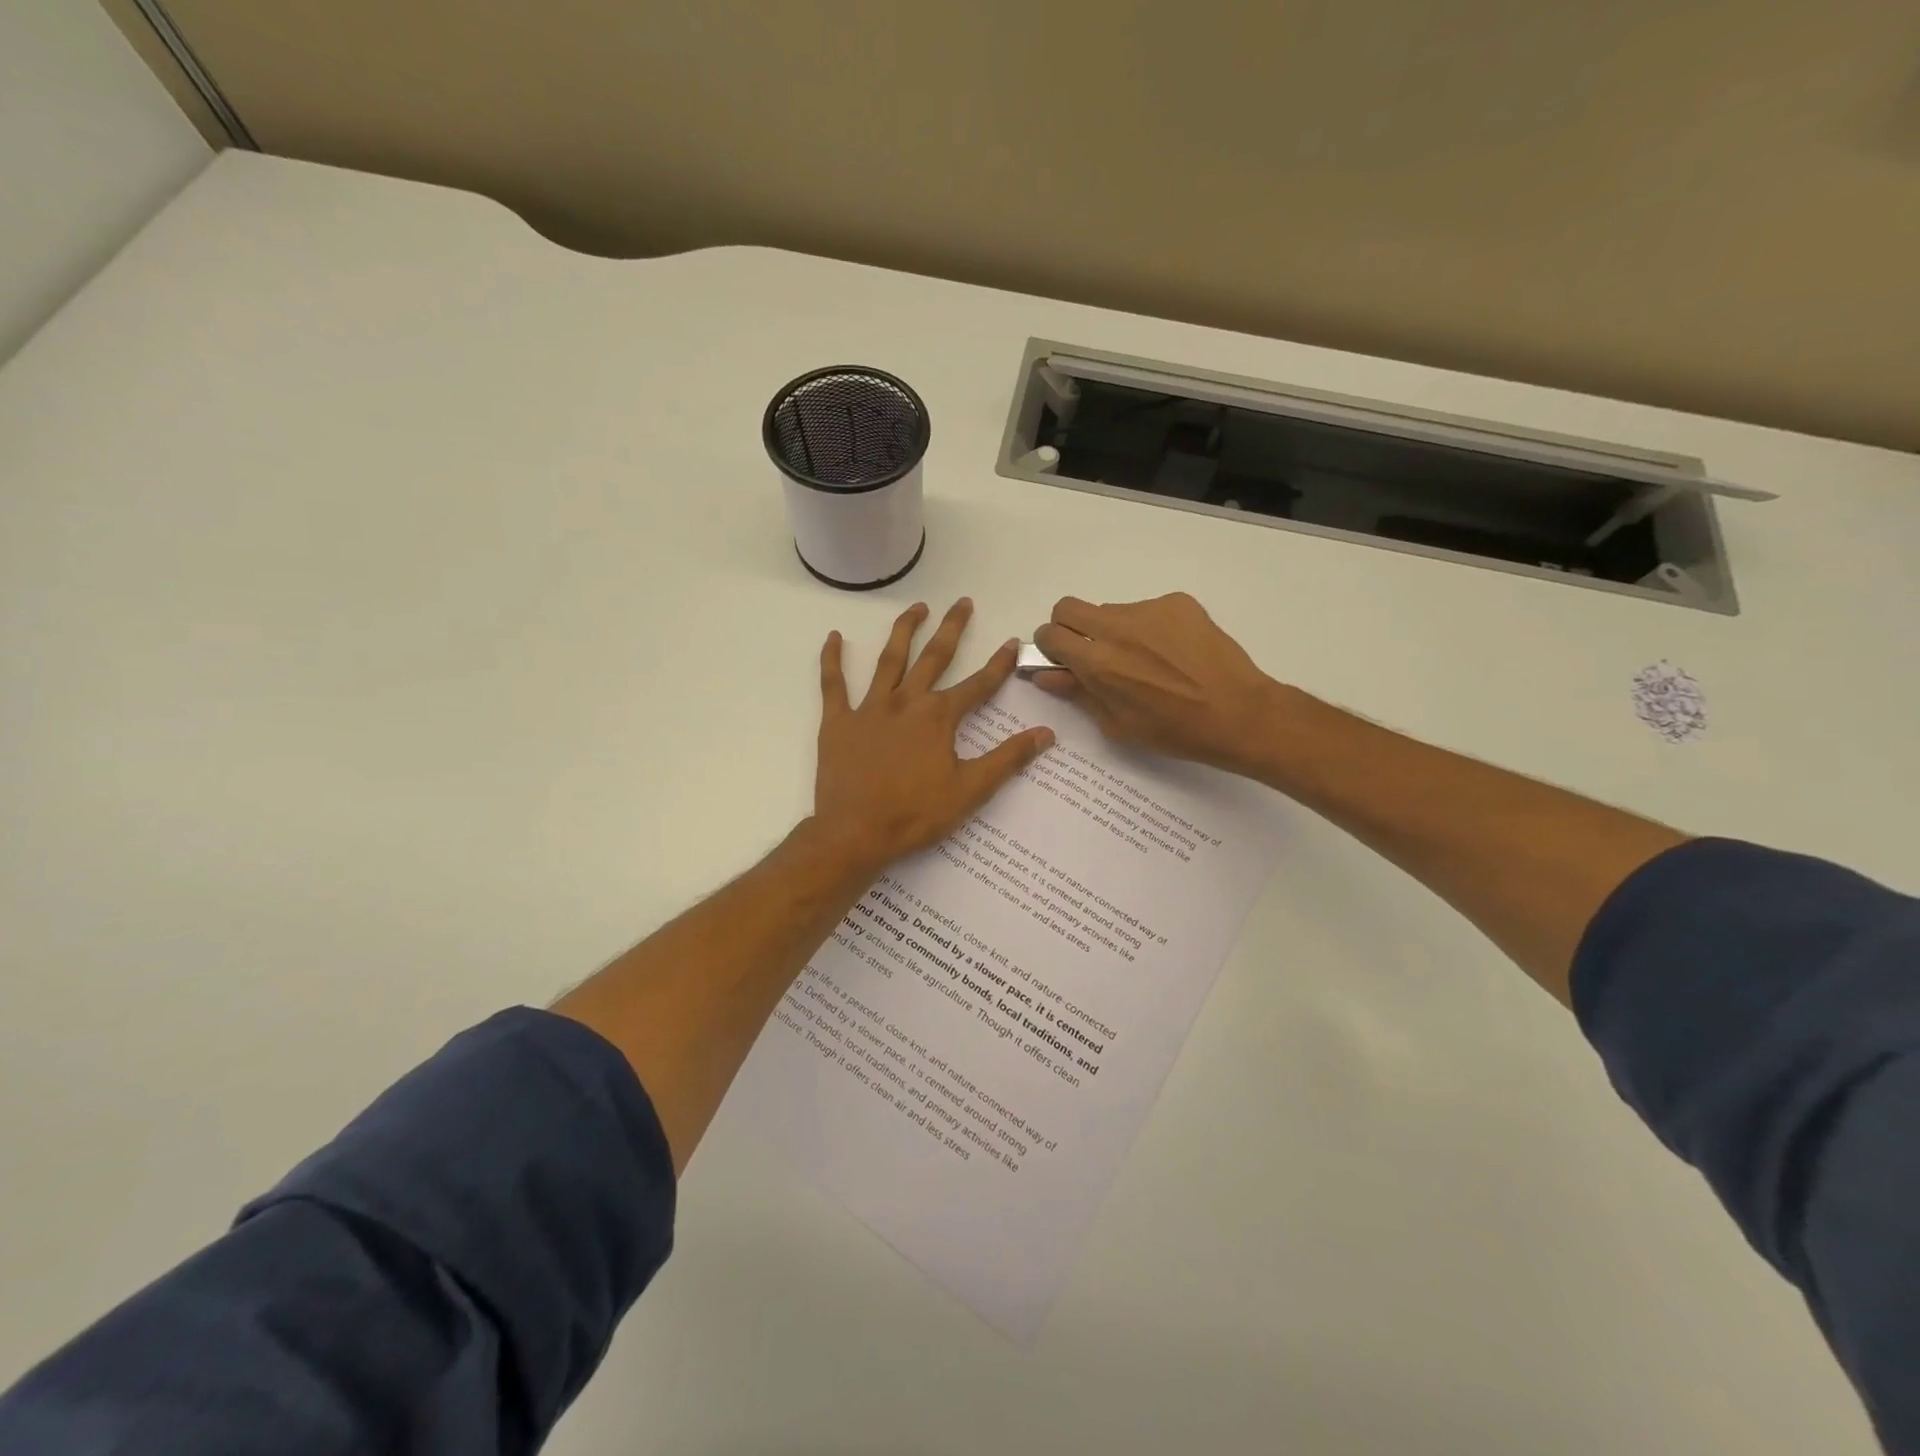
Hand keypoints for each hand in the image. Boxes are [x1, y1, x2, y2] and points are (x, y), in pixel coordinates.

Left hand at [813, 598, 1054, 872]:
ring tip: (916, 607)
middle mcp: (906, 701)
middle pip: (934, 657)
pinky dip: (832, 659)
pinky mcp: (838, 721)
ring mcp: (870, 708)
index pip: (978, 685)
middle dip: (952, 629)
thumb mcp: (970, 790)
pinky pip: (833, 683)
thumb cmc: (916, 814)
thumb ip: (1008, 758)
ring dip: (904, 630)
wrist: (855, 833)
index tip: (1011, 642)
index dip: (998, 664)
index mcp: (939, 717)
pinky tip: (834, 637)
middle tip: (963, 602)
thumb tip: (1046, 734)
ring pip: (889, 659)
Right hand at [1031, 592, 1287, 772]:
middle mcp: (1117, 627)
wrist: (1238, 714)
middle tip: (1089, 652)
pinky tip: (1173, 652)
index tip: (1061, 659)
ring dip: (1113, 630)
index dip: (1049, 647)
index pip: (1050, 634)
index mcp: (1097, 662)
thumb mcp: (1116, 724)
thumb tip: (1045, 674)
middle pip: (1068, 607)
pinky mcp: (1177, 603)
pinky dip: (1149, 628)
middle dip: (1068, 627)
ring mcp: (1149, 610)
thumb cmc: (1173, 731)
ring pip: (1111, 611)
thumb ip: (1077, 693)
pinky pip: (1147, 610)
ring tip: (1146, 660)